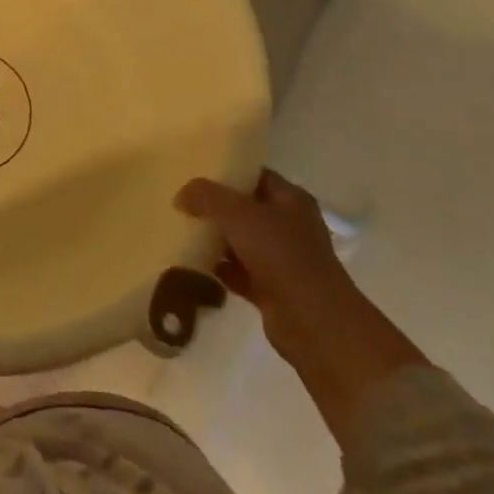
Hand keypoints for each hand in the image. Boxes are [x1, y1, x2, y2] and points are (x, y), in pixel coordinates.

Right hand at [176, 170, 350, 324]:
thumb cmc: (280, 254)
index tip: (194, 174)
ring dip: (214, 239)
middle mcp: (289, 226)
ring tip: (180, 231)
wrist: (312, 320)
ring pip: (240, 241)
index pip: (255, 176)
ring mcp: (282, 260)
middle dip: (214, 207)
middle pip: (245, 209)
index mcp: (291, 200)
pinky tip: (191, 264)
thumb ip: (206, 196)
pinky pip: (237, 272)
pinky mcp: (271, 289)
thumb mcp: (237, 213)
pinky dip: (218, 269)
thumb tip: (181, 196)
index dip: (226, 172)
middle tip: (182, 204)